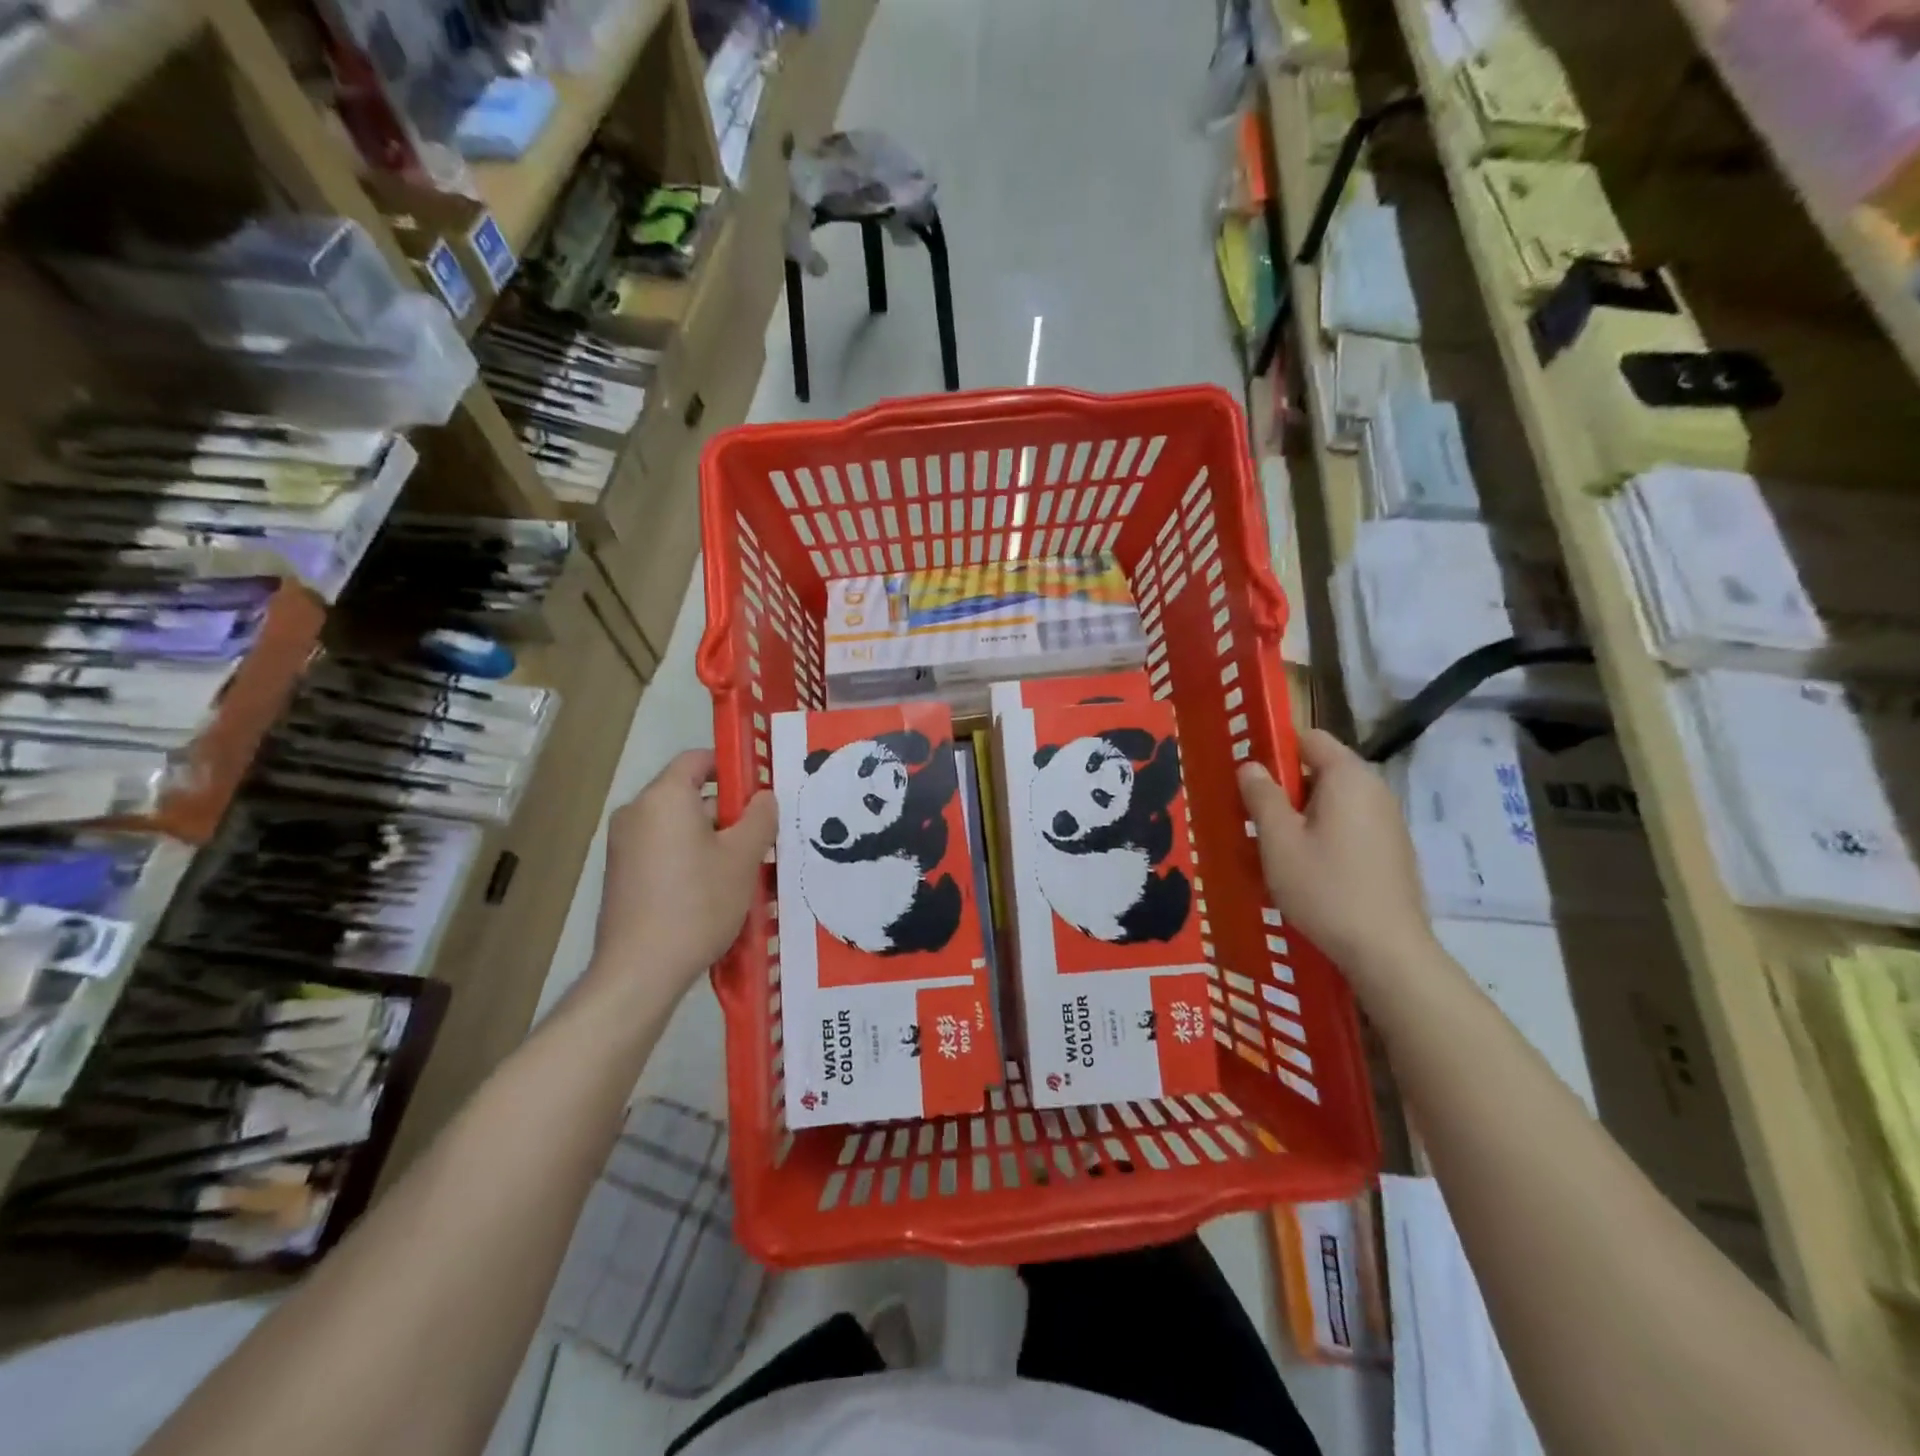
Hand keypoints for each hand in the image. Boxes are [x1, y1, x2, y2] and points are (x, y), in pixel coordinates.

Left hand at [588, 750, 776, 999]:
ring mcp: (623, 846)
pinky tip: (715, 892)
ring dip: (713, 839)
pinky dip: (690, 859)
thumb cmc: (698, 903)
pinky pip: (663, 851)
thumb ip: (760, 818)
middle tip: (762, 840)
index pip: (698, 759)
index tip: (760, 791)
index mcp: (664, 798)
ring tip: (745, 871)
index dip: (732, 767)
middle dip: (729, 813)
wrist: (640, 970)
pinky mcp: (621, 875)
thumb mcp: (743, 858)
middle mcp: (636, 813)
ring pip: (679, 827)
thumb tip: (764, 797)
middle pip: (690, 795)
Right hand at [1238, 730, 1434, 990]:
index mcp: (1348, 777)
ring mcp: (1388, 822)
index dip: (1276, 749)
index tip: (1248, 776)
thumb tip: (1251, 766)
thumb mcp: (1278, 841)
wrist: (1387, 951)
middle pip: (1322, 769)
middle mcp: (1374, 790)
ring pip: (1334, 801)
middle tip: (1253, 816)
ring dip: (1302, 814)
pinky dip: (1325, 834)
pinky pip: (1350, 826)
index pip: (1310, 738)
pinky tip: (1307, 869)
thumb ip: (1262, 796)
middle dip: (1286, 786)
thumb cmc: (1325, 888)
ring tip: (1275, 847)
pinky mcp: (1392, 851)